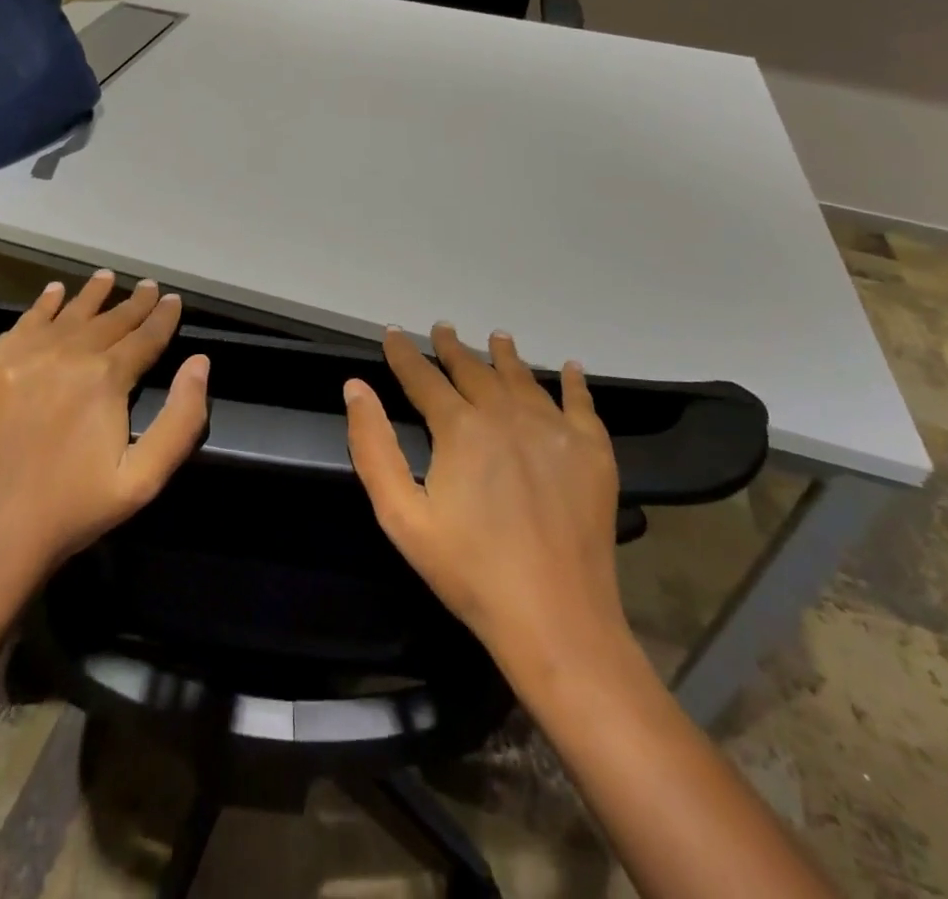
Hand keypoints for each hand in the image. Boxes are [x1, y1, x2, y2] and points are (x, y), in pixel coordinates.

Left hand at [0, 271, 209, 618]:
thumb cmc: (75, 509)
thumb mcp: (144, 477)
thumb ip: (182, 419)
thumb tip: (200, 363)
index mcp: (105, 379)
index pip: (144, 337)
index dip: (163, 317)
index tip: (174, 299)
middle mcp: (65, 355)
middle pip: (108, 321)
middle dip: (134, 303)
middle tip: (149, 286)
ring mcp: (22, 358)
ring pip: (67, 315)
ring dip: (91, 296)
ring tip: (107, 277)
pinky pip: (23, 324)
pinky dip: (42, 306)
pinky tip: (53, 293)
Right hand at [344, 324, 629, 688]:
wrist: (556, 619)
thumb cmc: (469, 571)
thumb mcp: (401, 516)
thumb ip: (374, 447)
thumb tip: (355, 387)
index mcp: (461, 428)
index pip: (424, 379)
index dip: (405, 354)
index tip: (394, 333)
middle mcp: (508, 415)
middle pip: (475, 371)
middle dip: (453, 349)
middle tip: (443, 329)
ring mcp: (555, 429)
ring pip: (524, 379)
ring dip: (506, 356)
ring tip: (498, 338)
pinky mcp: (592, 451)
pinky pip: (582, 403)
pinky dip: (574, 382)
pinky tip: (571, 368)